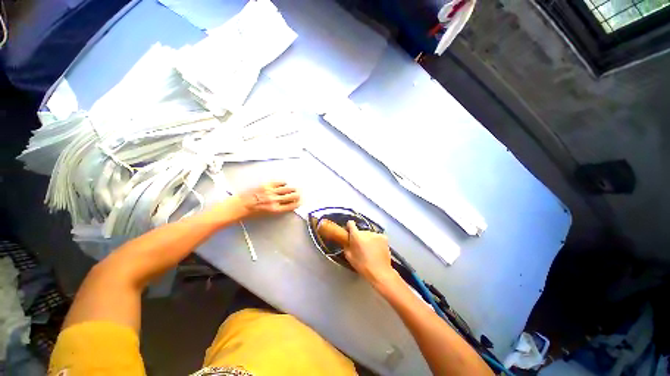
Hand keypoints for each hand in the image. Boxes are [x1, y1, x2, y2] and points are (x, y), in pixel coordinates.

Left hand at [236, 181, 300, 217]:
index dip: (298, 203)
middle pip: (292, 196)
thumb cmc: (252, 213)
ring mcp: (271, 191)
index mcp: (276, 209)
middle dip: (297, 195)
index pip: (291, 205)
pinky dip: (284, 183)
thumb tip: (287, 204)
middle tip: (299, 194)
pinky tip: (284, 184)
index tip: (300, 202)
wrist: (239, 206)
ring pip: (287, 188)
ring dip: (293, 189)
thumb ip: (279, 209)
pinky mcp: (267, 185)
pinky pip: (279, 182)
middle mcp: (275, 200)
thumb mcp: (268, 215)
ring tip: (294, 189)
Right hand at [343, 220, 396, 286]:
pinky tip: (377, 250)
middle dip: (359, 237)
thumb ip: (346, 245)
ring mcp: (376, 234)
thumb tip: (347, 241)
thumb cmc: (362, 265)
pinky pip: (377, 237)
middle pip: (360, 231)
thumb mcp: (348, 256)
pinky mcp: (384, 237)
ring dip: (368, 239)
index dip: (349, 228)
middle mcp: (366, 231)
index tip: (350, 234)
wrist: (380, 271)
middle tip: (360, 247)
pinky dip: (376, 241)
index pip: (350, 223)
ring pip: (369, 234)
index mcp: (356, 235)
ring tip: (370, 250)